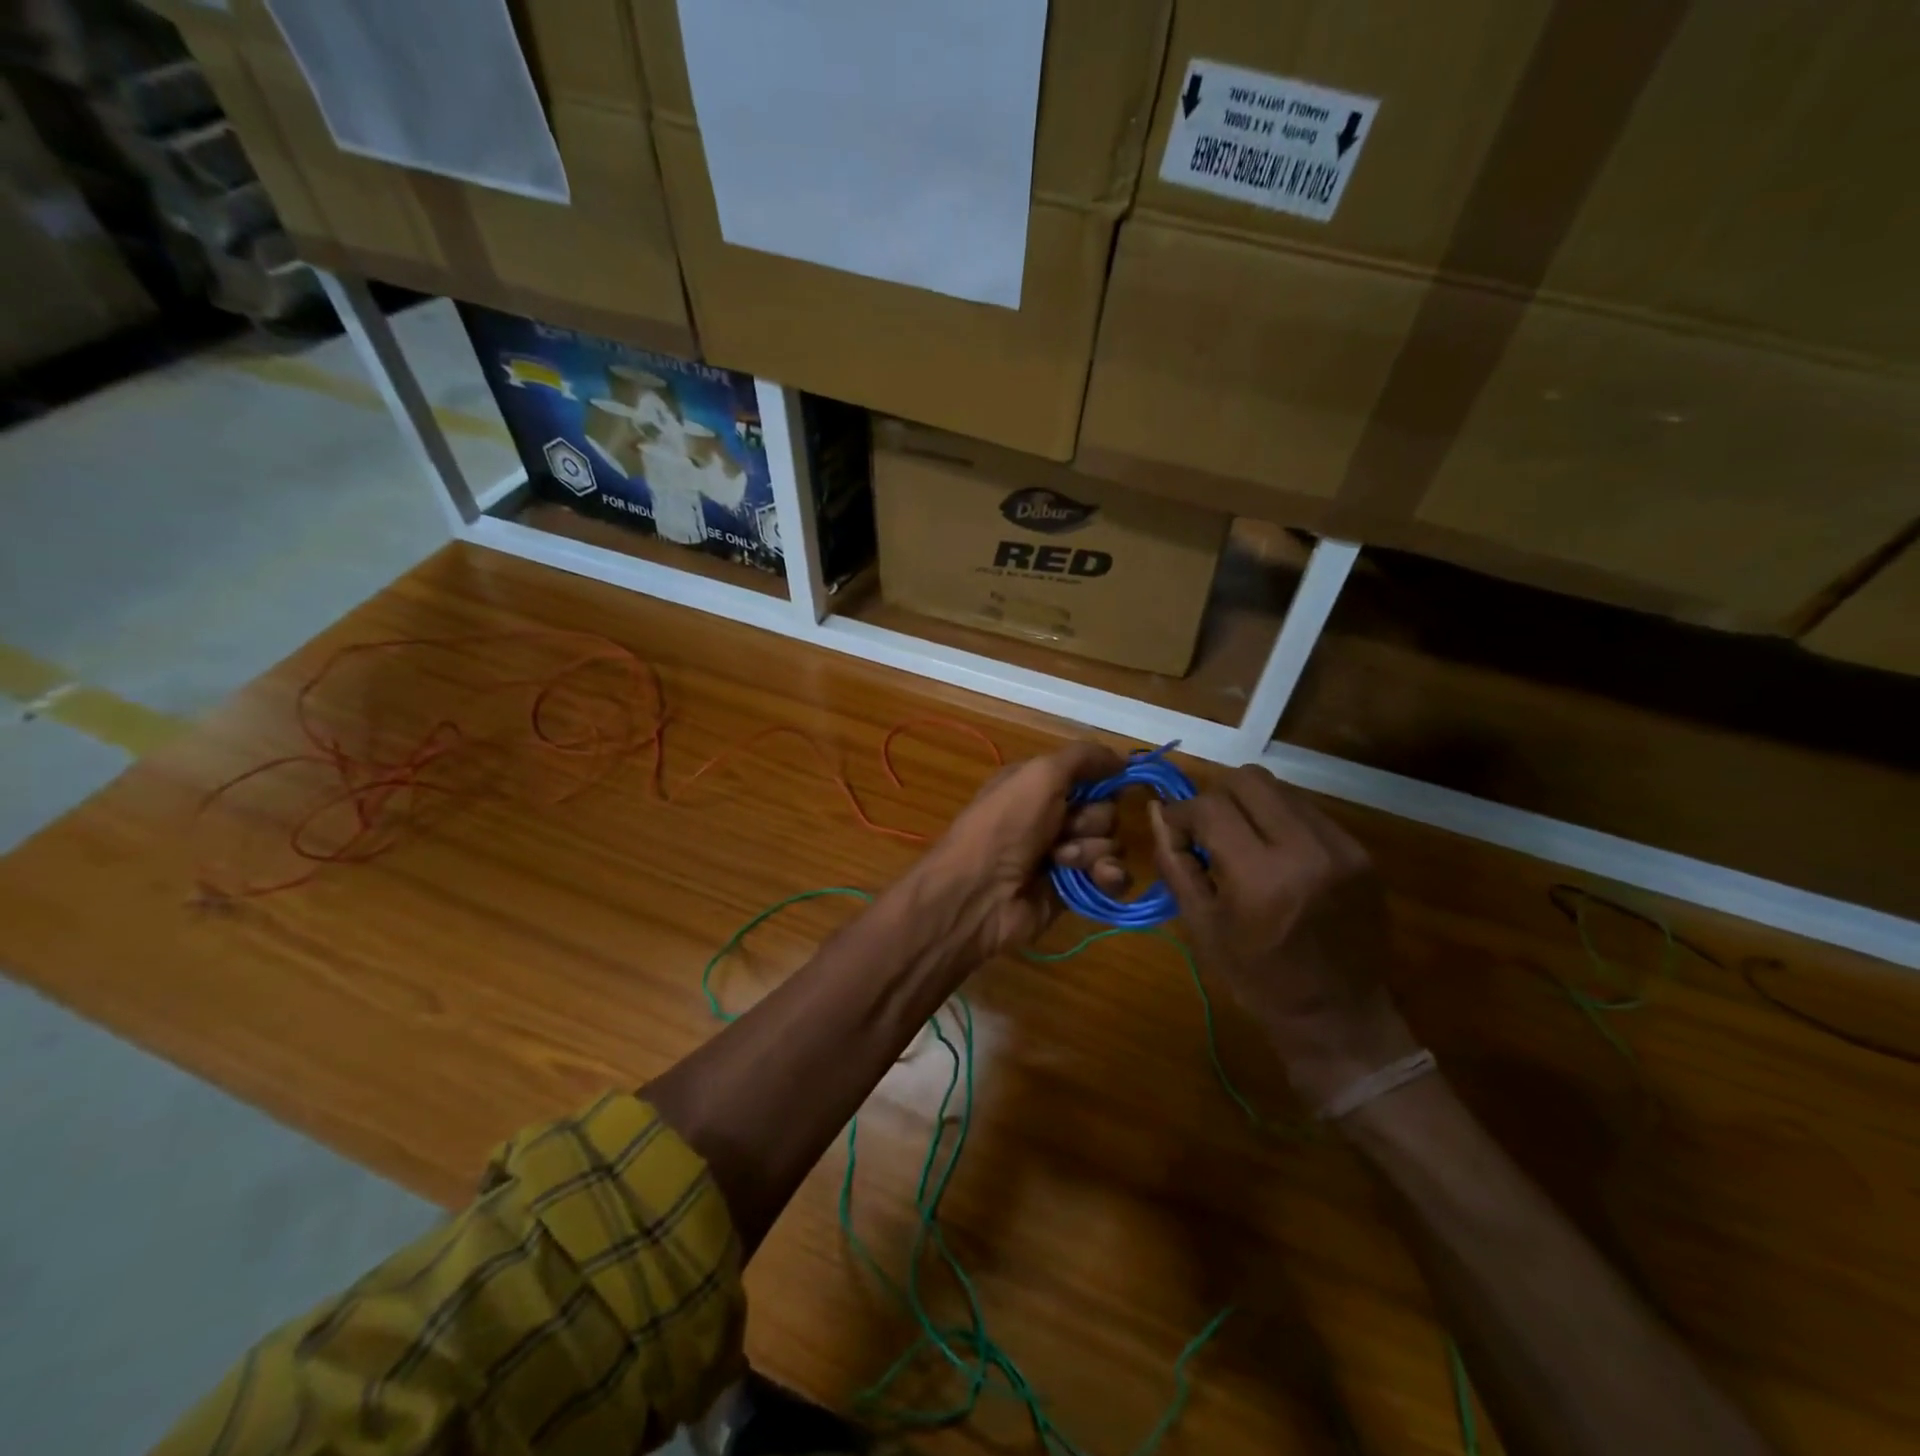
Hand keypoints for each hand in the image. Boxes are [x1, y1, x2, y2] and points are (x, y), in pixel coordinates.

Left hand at [909, 739, 1126, 963]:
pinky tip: (1098, 878)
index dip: (1103, 778)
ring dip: (1093, 849)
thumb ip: (1083, 757)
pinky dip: (1109, 876)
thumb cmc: (1005, 825)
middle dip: (1092, 819)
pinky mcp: (1075, 890)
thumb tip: (1124, 758)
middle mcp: (1051, 817)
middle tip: (1065, 829)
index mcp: (1038, 785)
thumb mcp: (1039, 774)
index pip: (1089, 774)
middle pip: (1105, 810)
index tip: (1115, 779)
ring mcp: (1064, 855)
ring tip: (1062, 860)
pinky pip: (1113, 877)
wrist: (979, 894)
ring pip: (1111, 843)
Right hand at [1149, 765, 1415, 1106]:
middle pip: (1248, 781)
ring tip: (1241, 842)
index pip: (1210, 807)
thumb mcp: (1201, 925)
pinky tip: (1274, 854)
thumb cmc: (1257, 979)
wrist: (1338, 1015)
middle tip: (1207, 830)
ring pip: (1280, 790)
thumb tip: (1157, 812)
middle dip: (1216, 798)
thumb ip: (1175, 862)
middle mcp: (1306, 850)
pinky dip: (1280, 821)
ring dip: (1250, 806)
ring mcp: (1341, 847)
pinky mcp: (1360, 853)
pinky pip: (1308, 811)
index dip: (1182, 812)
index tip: (1174, 831)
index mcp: (1260, 876)